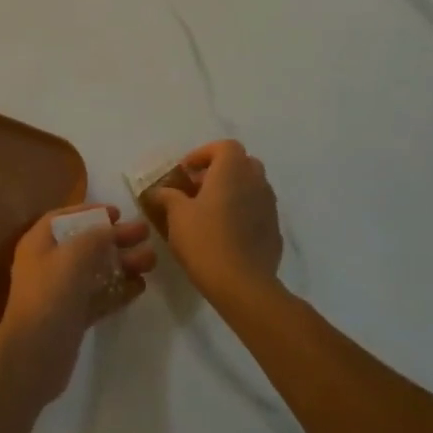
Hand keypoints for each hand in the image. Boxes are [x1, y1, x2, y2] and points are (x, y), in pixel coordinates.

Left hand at [0, 205, 155, 402]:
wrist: (34, 356)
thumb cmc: (50, 295)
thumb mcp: (74, 255)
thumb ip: (95, 237)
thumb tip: (110, 229)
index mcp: (39, 244)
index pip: (63, 218)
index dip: (89, 212)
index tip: (117, 213)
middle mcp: (48, 265)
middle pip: (85, 244)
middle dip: (115, 238)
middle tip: (145, 233)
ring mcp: (61, 293)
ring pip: (96, 271)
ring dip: (122, 264)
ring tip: (151, 260)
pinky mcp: (73, 318)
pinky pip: (99, 297)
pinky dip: (118, 290)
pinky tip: (141, 286)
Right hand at [148, 140, 283, 303]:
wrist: (243, 285)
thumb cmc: (205, 241)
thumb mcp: (177, 216)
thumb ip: (167, 196)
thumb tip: (158, 191)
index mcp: (232, 171)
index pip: (224, 146)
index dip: (203, 154)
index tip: (186, 171)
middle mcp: (256, 182)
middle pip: (241, 163)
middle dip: (219, 171)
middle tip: (197, 188)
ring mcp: (270, 206)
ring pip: (251, 187)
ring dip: (232, 191)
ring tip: (209, 212)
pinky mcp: (274, 230)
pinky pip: (257, 210)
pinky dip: (242, 212)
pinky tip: (225, 233)